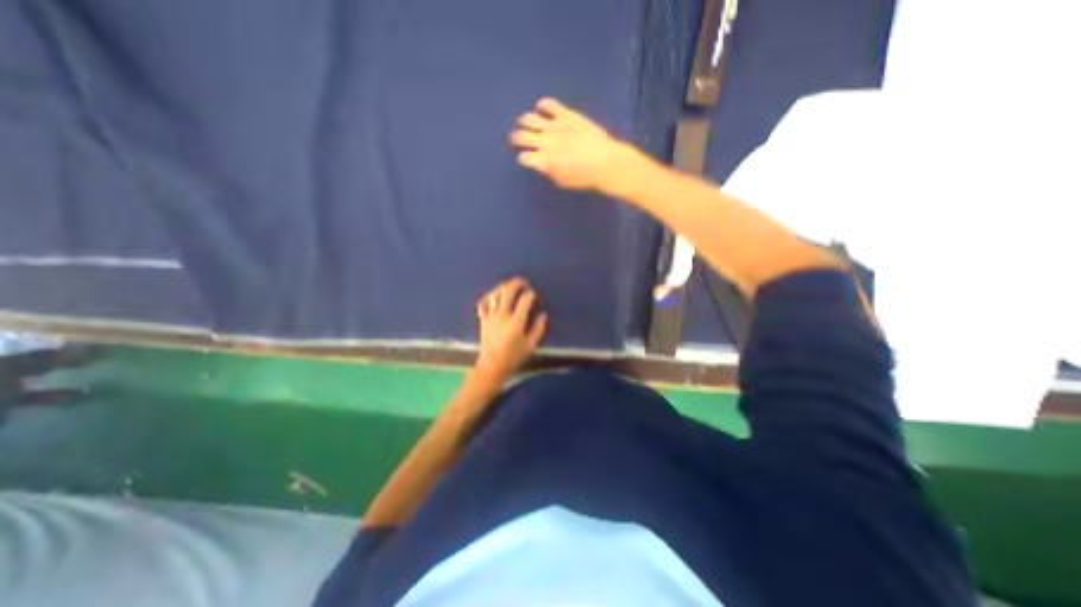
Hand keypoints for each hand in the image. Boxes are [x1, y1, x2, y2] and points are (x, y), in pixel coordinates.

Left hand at [476, 276, 550, 378]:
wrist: (492, 366)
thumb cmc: (513, 357)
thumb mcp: (531, 345)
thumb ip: (538, 329)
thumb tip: (543, 315)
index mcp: (516, 322)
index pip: (524, 301)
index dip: (530, 294)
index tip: (533, 294)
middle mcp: (502, 316)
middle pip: (508, 292)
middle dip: (516, 283)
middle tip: (523, 282)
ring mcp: (491, 316)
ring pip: (495, 294)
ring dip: (503, 287)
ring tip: (509, 285)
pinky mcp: (483, 319)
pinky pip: (483, 303)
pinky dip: (488, 296)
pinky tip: (493, 295)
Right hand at [512, 97, 634, 194]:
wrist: (604, 162)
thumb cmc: (584, 177)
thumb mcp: (562, 181)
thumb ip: (548, 171)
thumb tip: (541, 164)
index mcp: (543, 161)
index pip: (523, 157)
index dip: (523, 158)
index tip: (525, 158)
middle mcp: (545, 142)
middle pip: (520, 136)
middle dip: (515, 139)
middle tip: (517, 140)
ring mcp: (554, 126)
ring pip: (529, 118)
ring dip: (524, 121)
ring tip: (525, 123)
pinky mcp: (566, 115)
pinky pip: (549, 104)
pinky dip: (543, 105)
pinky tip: (542, 108)